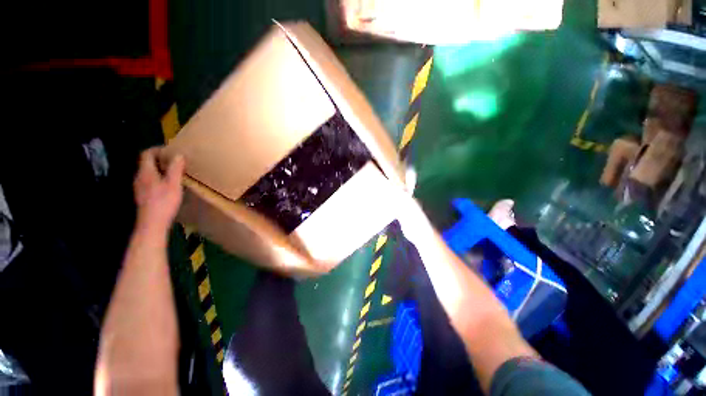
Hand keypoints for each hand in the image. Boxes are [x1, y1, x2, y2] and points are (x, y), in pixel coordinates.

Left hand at [134, 147, 184, 233]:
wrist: (152, 223)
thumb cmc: (164, 202)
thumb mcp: (173, 184)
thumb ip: (175, 169)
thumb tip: (178, 155)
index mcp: (146, 172)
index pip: (146, 154)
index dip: (157, 149)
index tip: (169, 150)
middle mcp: (139, 177)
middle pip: (146, 163)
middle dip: (159, 159)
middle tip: (174, 160)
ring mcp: (139, 187)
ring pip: (147, 172)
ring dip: (159, 169)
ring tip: (173, 171)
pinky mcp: (142, 195)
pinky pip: (149, 180)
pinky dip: (157, 177)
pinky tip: (167, 184)